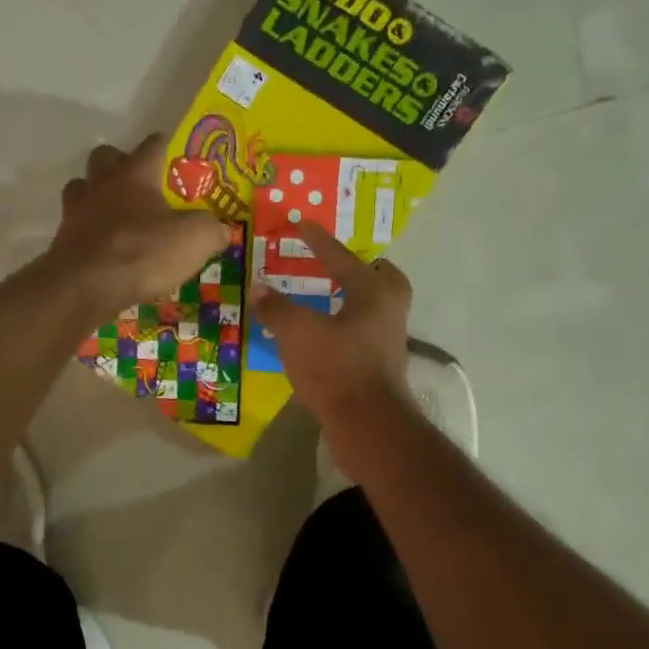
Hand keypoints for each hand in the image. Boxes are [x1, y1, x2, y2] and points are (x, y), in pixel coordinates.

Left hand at [51, 136, 227, 313]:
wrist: (86, 287)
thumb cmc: (143, 253)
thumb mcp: (194, 241)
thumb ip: (211, 230)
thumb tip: (220, 229)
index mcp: (136, 176)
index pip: (151, 146)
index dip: (163, 145)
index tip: (171, 151)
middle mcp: (102, 185)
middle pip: (104, 156)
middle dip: (119, 162)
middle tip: (138, 183)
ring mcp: (77, 211)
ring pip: (81, 186)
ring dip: (95, 192)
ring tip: (114, 212)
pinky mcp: (63, 239)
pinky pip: (75, 223)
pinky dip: (88, 228)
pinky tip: (102, 244)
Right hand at [252, 224, 413, 426]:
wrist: (368, 424)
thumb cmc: (336, 367)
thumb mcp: (297, 333)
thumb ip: (276, 308)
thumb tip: (259, 288)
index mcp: (373, 292)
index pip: (341, 257)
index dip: (318, 240)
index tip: (303, 224)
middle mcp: (389, 311)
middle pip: (383, 279)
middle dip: (362, 268)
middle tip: (338, 265)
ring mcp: (389, 341)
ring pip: (375, 308)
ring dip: (353, 299)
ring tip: (326, 298)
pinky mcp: (381, 367)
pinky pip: (364, 334)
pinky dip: (347, 327)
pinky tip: (325, 335)